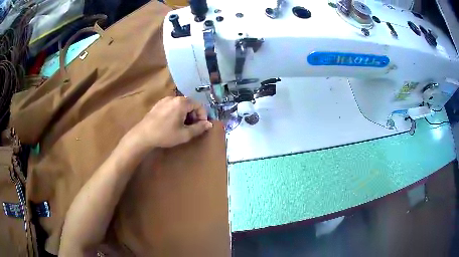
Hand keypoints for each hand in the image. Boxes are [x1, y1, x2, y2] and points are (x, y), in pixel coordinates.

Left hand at [128, 96, 212, 148]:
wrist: (143, 135)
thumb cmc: (165, 135)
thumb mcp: (185, 134)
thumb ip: (199, 128)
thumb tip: (210, 124)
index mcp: (182, 103)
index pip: (199, 105)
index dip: (203, 116)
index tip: (201, 126)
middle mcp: (174, 97)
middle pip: (190, 104)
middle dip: (194, 115)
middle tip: (191, 127)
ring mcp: (165, 100)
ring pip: (181, 105)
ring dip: (185, 114)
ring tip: (181, 126)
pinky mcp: (158, 104)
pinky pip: (172, 105)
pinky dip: (176, 112)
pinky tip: (171, 123)